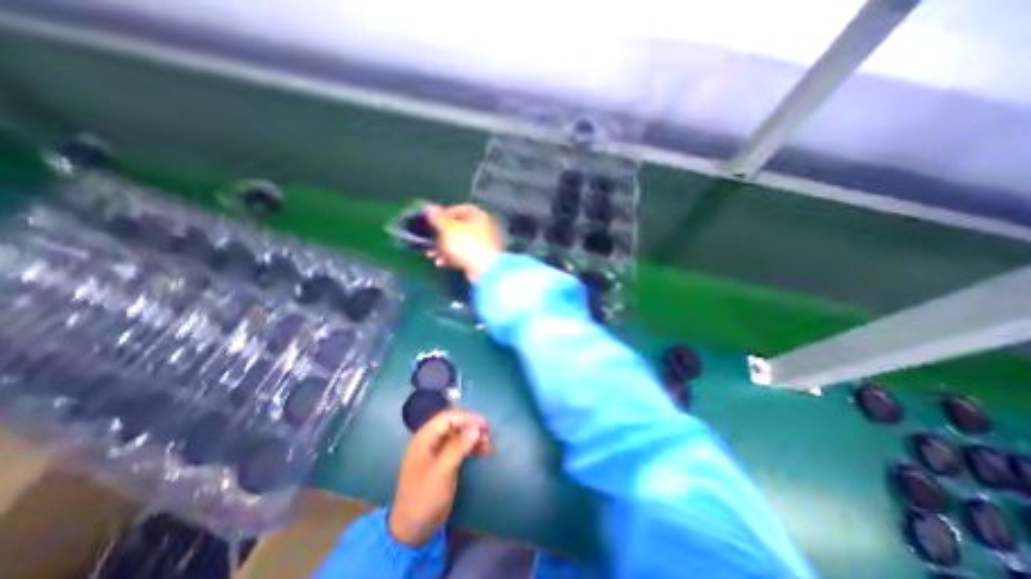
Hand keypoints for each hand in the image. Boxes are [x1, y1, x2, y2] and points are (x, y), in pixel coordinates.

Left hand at [392, 409, 493, 545]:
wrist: (412, 531)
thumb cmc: (424, 499)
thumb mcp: (442, 473)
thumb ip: (458, 448)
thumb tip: (476, 428)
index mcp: (424, 439)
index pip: (447, 418)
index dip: (466, 418)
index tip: (484, 424)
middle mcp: (429, 441)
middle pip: (453, 425)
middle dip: (471, 427)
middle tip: (488, 434)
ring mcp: (436, 452)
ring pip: (458, 436)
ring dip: (473, 437)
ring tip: (488, 445)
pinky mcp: (442, 462)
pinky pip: (458, 447)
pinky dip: (471, 447)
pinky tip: (483, 452)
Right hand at [425, 205, 505, 282]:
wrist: (484, 270)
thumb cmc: (466, 244)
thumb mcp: (448, 229)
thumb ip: (437, 218)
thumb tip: (428, 207)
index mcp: (479, 216)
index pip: (461, 209)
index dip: (445, 213)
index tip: (433, 221)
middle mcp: (483, 228)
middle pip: (458, 228)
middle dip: (441, 235)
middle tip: (428, 240)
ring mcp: (483, 244)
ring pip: (459, 243)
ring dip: (443, 248)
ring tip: (431, 255)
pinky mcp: (480, 258)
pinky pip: (464, 254)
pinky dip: (452, 257)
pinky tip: (440, 263)